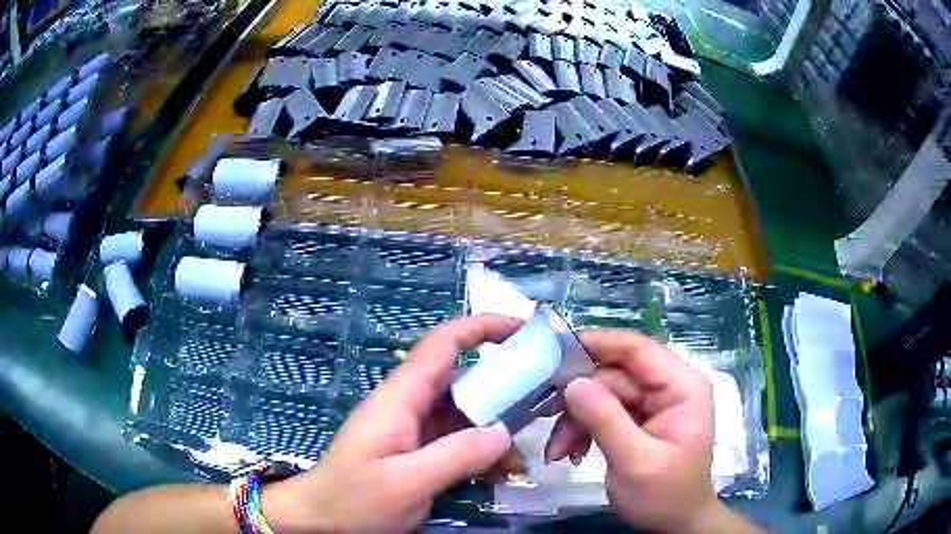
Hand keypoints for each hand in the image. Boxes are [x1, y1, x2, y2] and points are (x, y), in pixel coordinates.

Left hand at [263, 315, 519, 532]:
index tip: (524, 332)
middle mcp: (410, 406)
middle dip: (504, 390)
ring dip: (496, 434)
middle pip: (463, 381)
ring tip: (519, 464)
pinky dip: (482, 455)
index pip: (443, 344)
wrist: (319, 522)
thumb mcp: (404, 482)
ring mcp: (414, 431)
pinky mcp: (418, 454)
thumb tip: (504, 433)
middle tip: (542, 407)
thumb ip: (455, 456)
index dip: (482, 328)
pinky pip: (459, 443)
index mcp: (400, 398)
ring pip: (466, 416)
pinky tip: (499, 477)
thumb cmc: (352, 500)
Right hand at [544, 329, 746, 532]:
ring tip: (556, 451)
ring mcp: (651, 404)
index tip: (553, 350)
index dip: (596, 343)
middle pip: (613, 375)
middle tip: (541, 415)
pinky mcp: (636, 420)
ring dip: (575, 420)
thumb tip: (571, 382)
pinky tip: (569, 453)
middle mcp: (667, 387)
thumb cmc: (665, 495)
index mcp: (681, 386)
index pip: (637, 349)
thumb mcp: (635, 461)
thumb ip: (605, 420)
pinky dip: (581, 430)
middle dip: (578, 399)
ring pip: (602, 395)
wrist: (674, 525)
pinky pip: (601, 413)